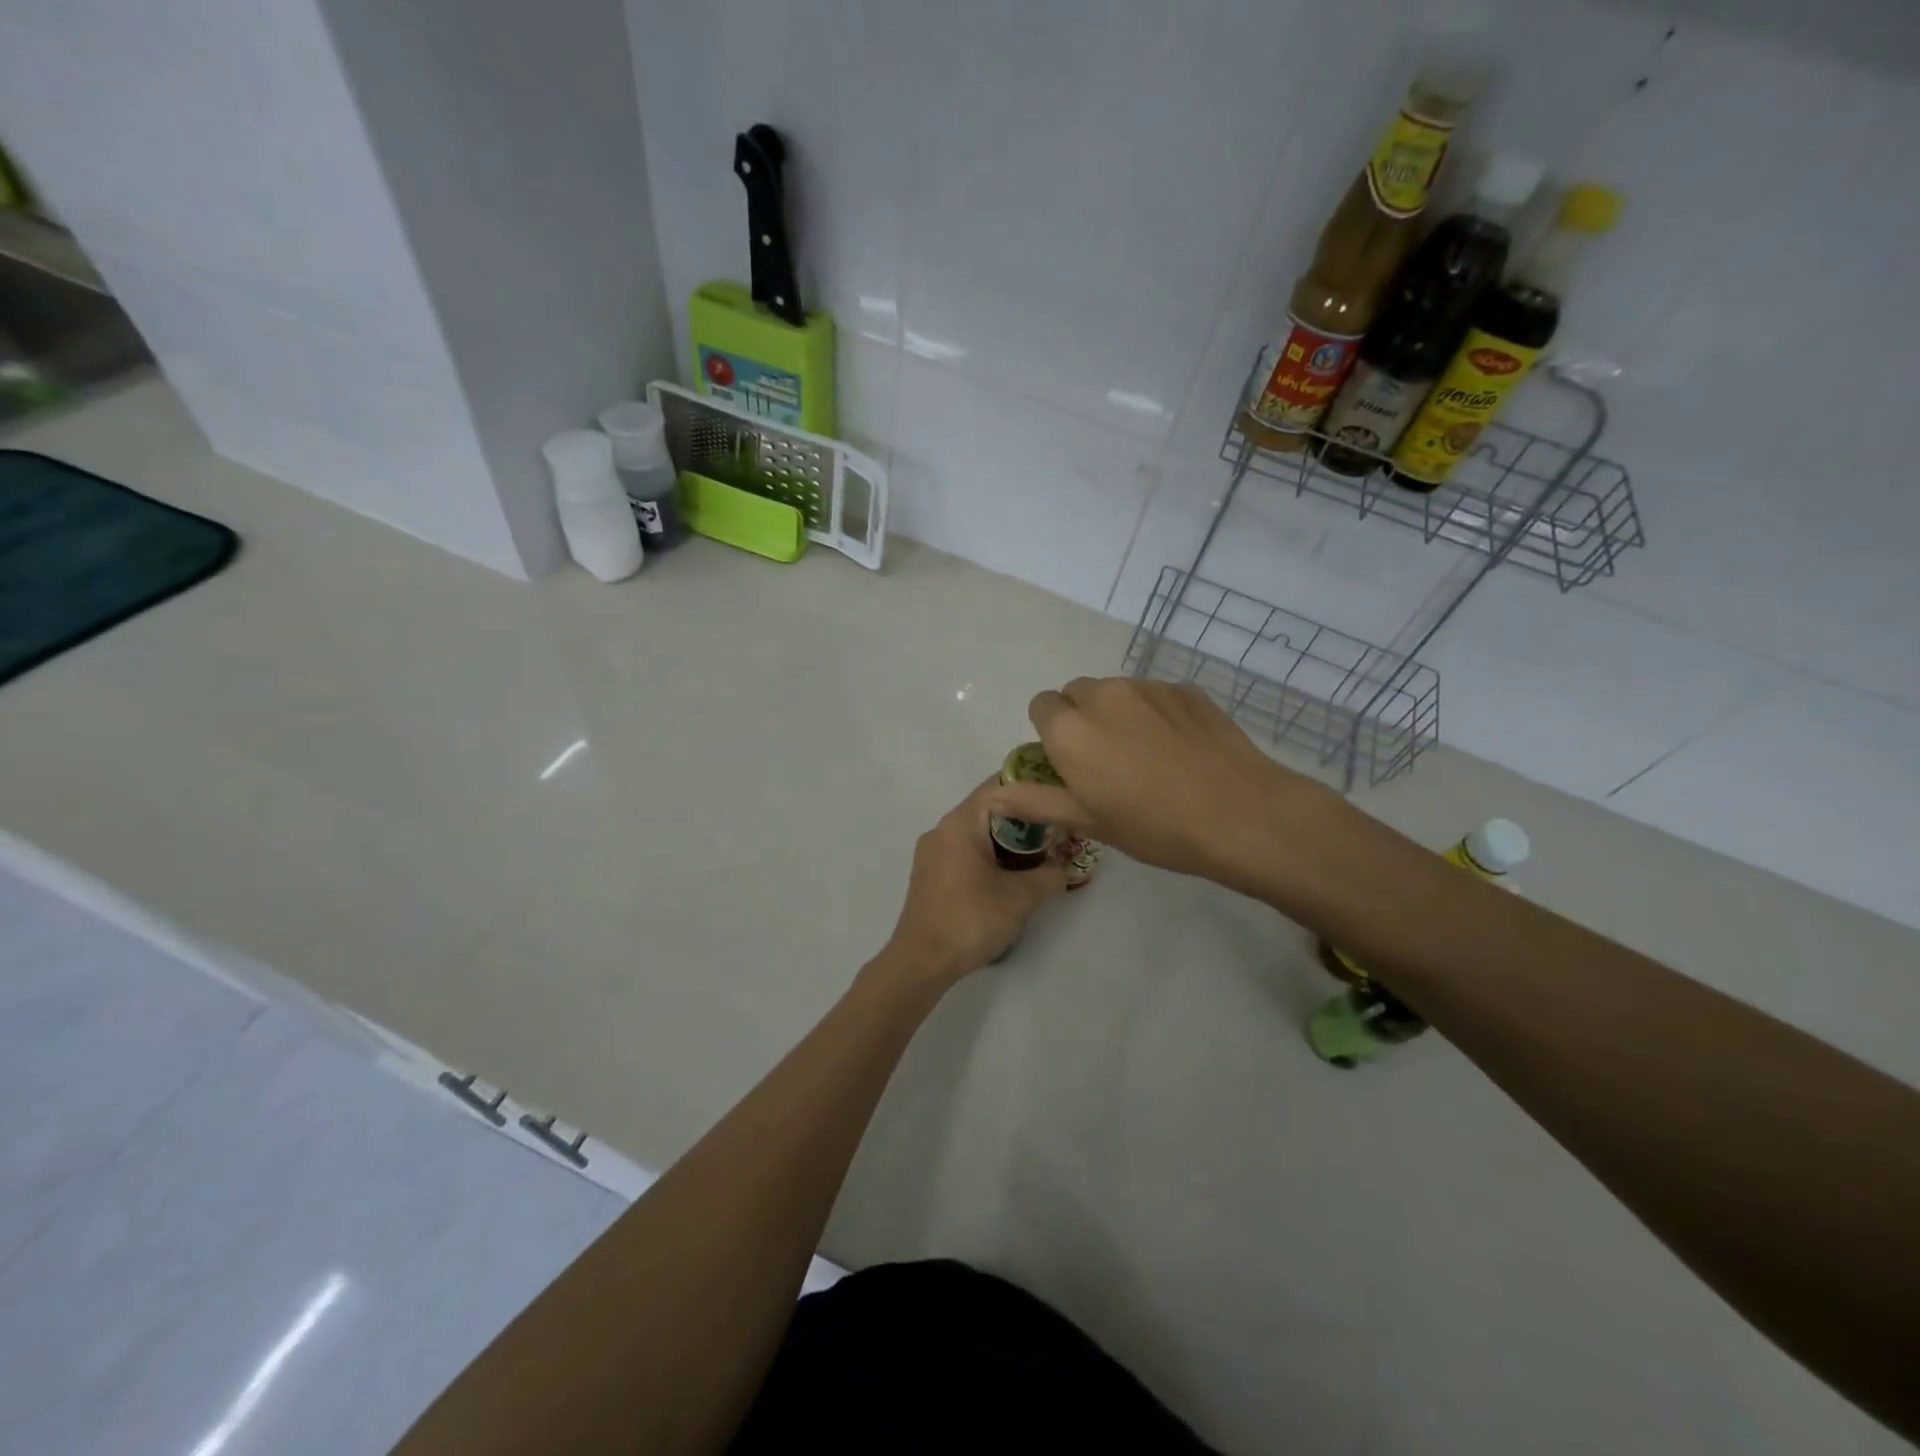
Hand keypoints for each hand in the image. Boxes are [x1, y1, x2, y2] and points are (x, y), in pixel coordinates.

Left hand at [878, 777, 1067, 988]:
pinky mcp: (931, 874)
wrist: (922, 961)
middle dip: (1025, 818)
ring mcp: (933, 852)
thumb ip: (1050, 875)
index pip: (999, 786)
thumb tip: (1067, 867)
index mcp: (960, 822)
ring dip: (1009, 840)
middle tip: (1058, 831)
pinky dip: (991, 855)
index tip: (1060, 798)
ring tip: (1042, 854)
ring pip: (978, 832)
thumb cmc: (970, 919)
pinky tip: (1012, 875)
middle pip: (989, 809)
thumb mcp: (1021, 897)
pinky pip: (966, 851)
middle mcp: (942, 828)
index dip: (1032, 787)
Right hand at [991, 677, 1340, 897]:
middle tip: (1108, 761)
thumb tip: (995, 796)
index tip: (1072, 764)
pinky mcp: (1185, 689)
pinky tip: (1180, 749)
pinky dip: (1155, 713)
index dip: (1051, 734)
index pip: (1041, 706)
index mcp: (1071, 728)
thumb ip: (1037, 801)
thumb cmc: (1154, 826)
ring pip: (1117, 691)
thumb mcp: (1089, 821)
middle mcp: (1103, 695)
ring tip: (1149, 756)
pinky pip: (1154, 694)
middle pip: (1077, 693)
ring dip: (1119, 714)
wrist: (1239, 813)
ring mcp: (1148, 687)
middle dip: (1082, 719)